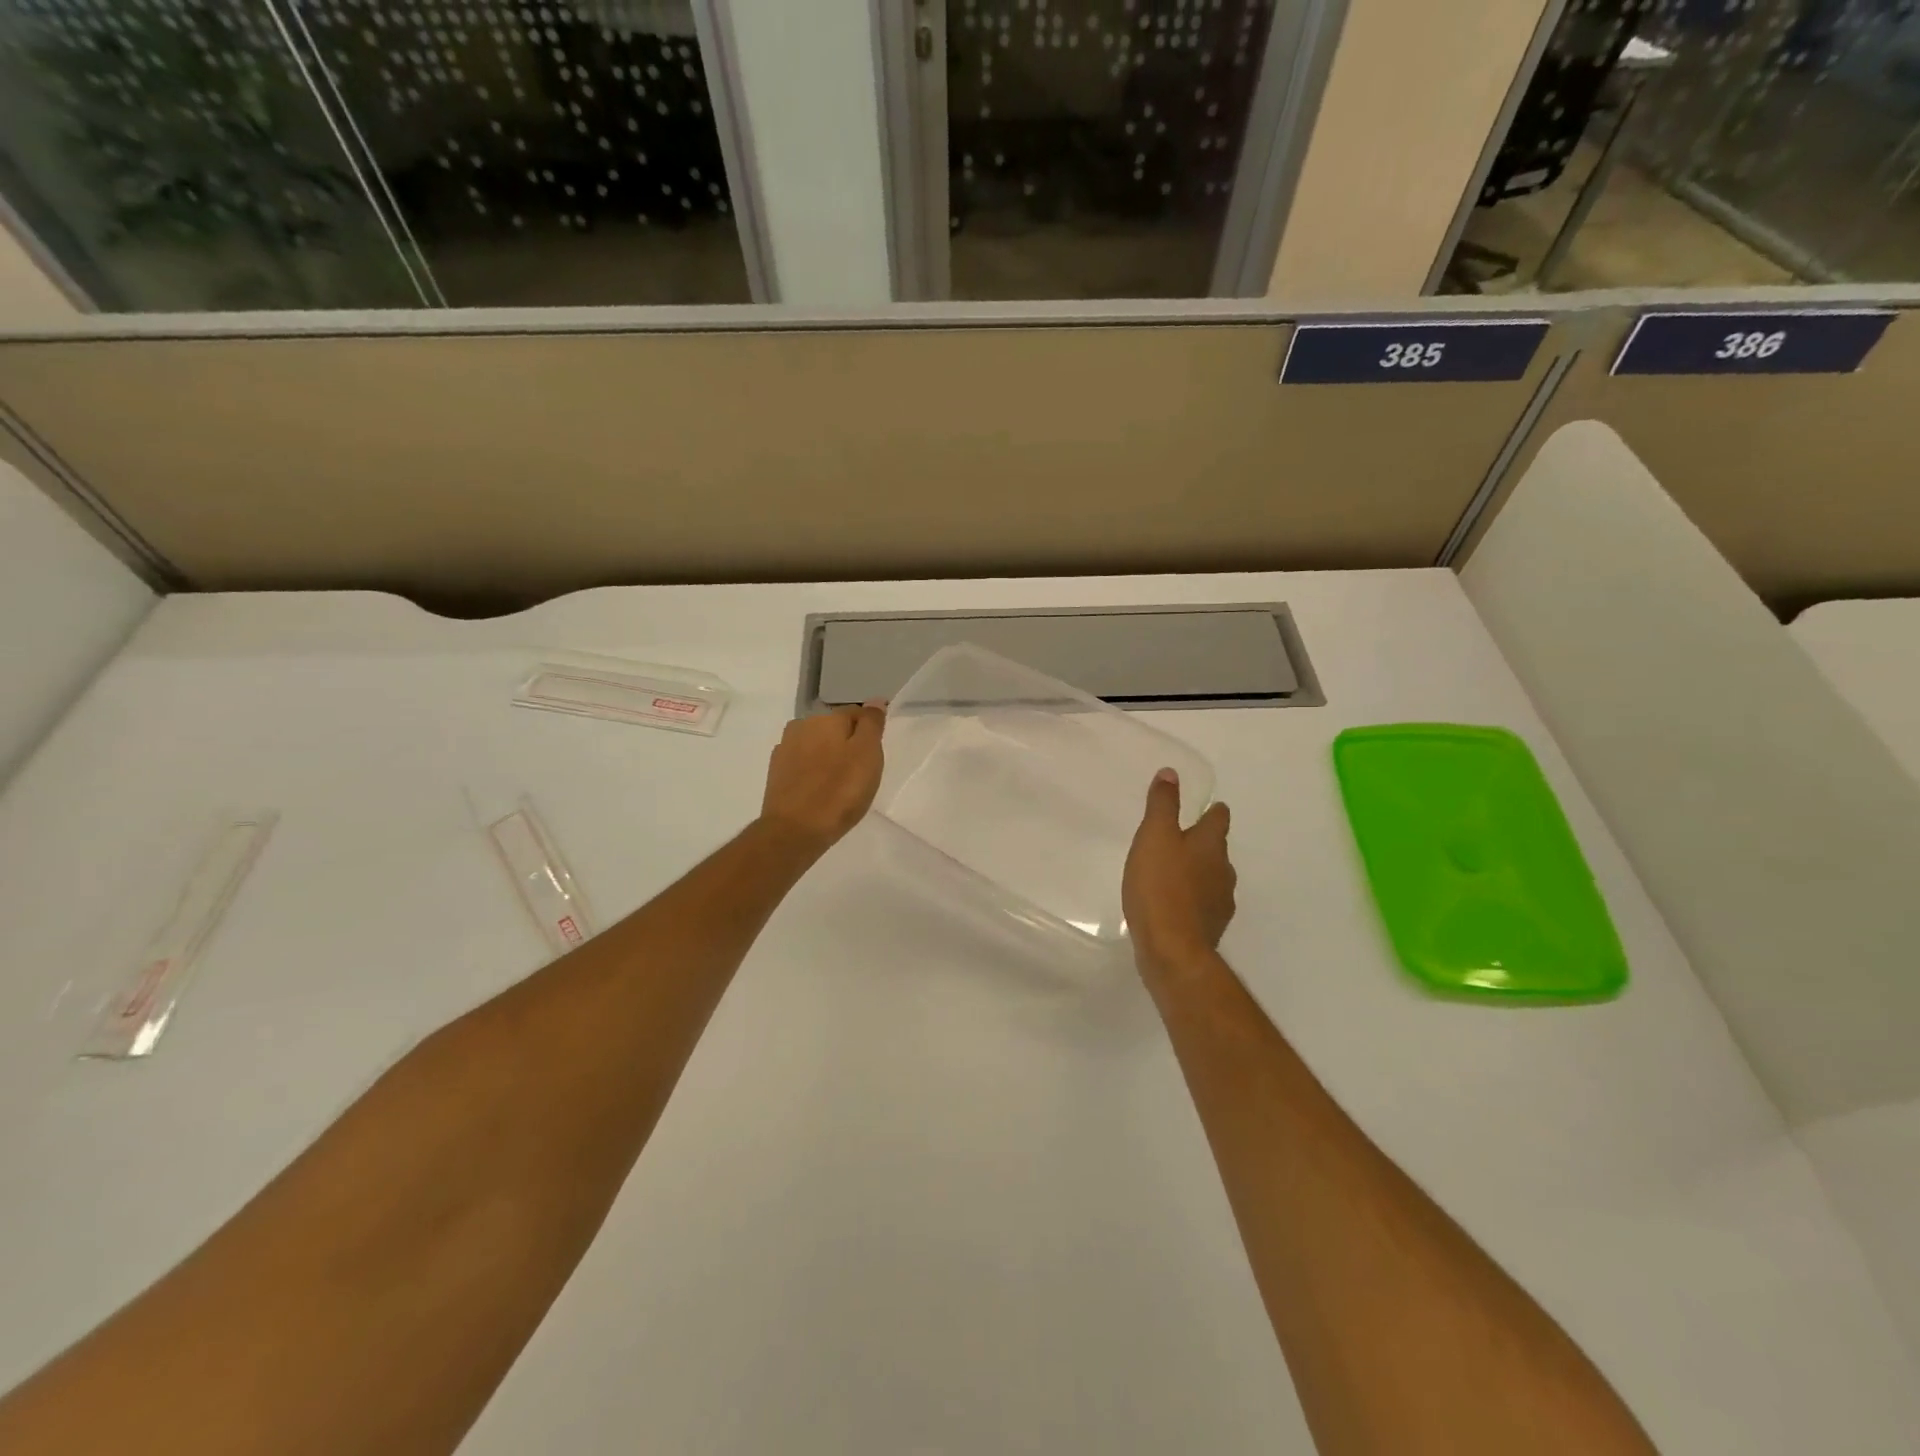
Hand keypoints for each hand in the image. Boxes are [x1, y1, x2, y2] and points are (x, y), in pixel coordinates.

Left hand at [758, 702, 886, 854]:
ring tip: (840, 784)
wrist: (795, 831)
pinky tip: (820, 791)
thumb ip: (871, 724)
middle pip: (834, 728)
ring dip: (829, 757)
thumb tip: (874, 701)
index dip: (870, 731)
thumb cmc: (839, 792)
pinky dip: (813, 772)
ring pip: (817, 746)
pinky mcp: (776, 773)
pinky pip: (803, 764)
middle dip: (848, 743)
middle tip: (861, 772)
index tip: (876, 755)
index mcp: (825, 719)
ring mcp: (784, 750)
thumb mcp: (867, 754)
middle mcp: (801, 726)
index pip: (856, 713)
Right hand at [1122, 768, 1235, 977]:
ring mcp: (1220, 902)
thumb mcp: (1154, 837)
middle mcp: (1223, 870)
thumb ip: (1163, 805)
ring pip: (1211, 878)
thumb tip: (1172, 772)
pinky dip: (1191, 900)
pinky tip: (1172, 905)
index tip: (1203, 809)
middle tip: (1177, 841)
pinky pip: (1202, 905)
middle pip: (1217, 849)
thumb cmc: (1160, 886)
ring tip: (1172, 874)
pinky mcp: (1210, 928)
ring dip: (1196, 873)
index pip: (1219, 818)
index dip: (1211, 811)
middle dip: (1201, 844)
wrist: (1171, 950)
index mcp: (1211, 845)